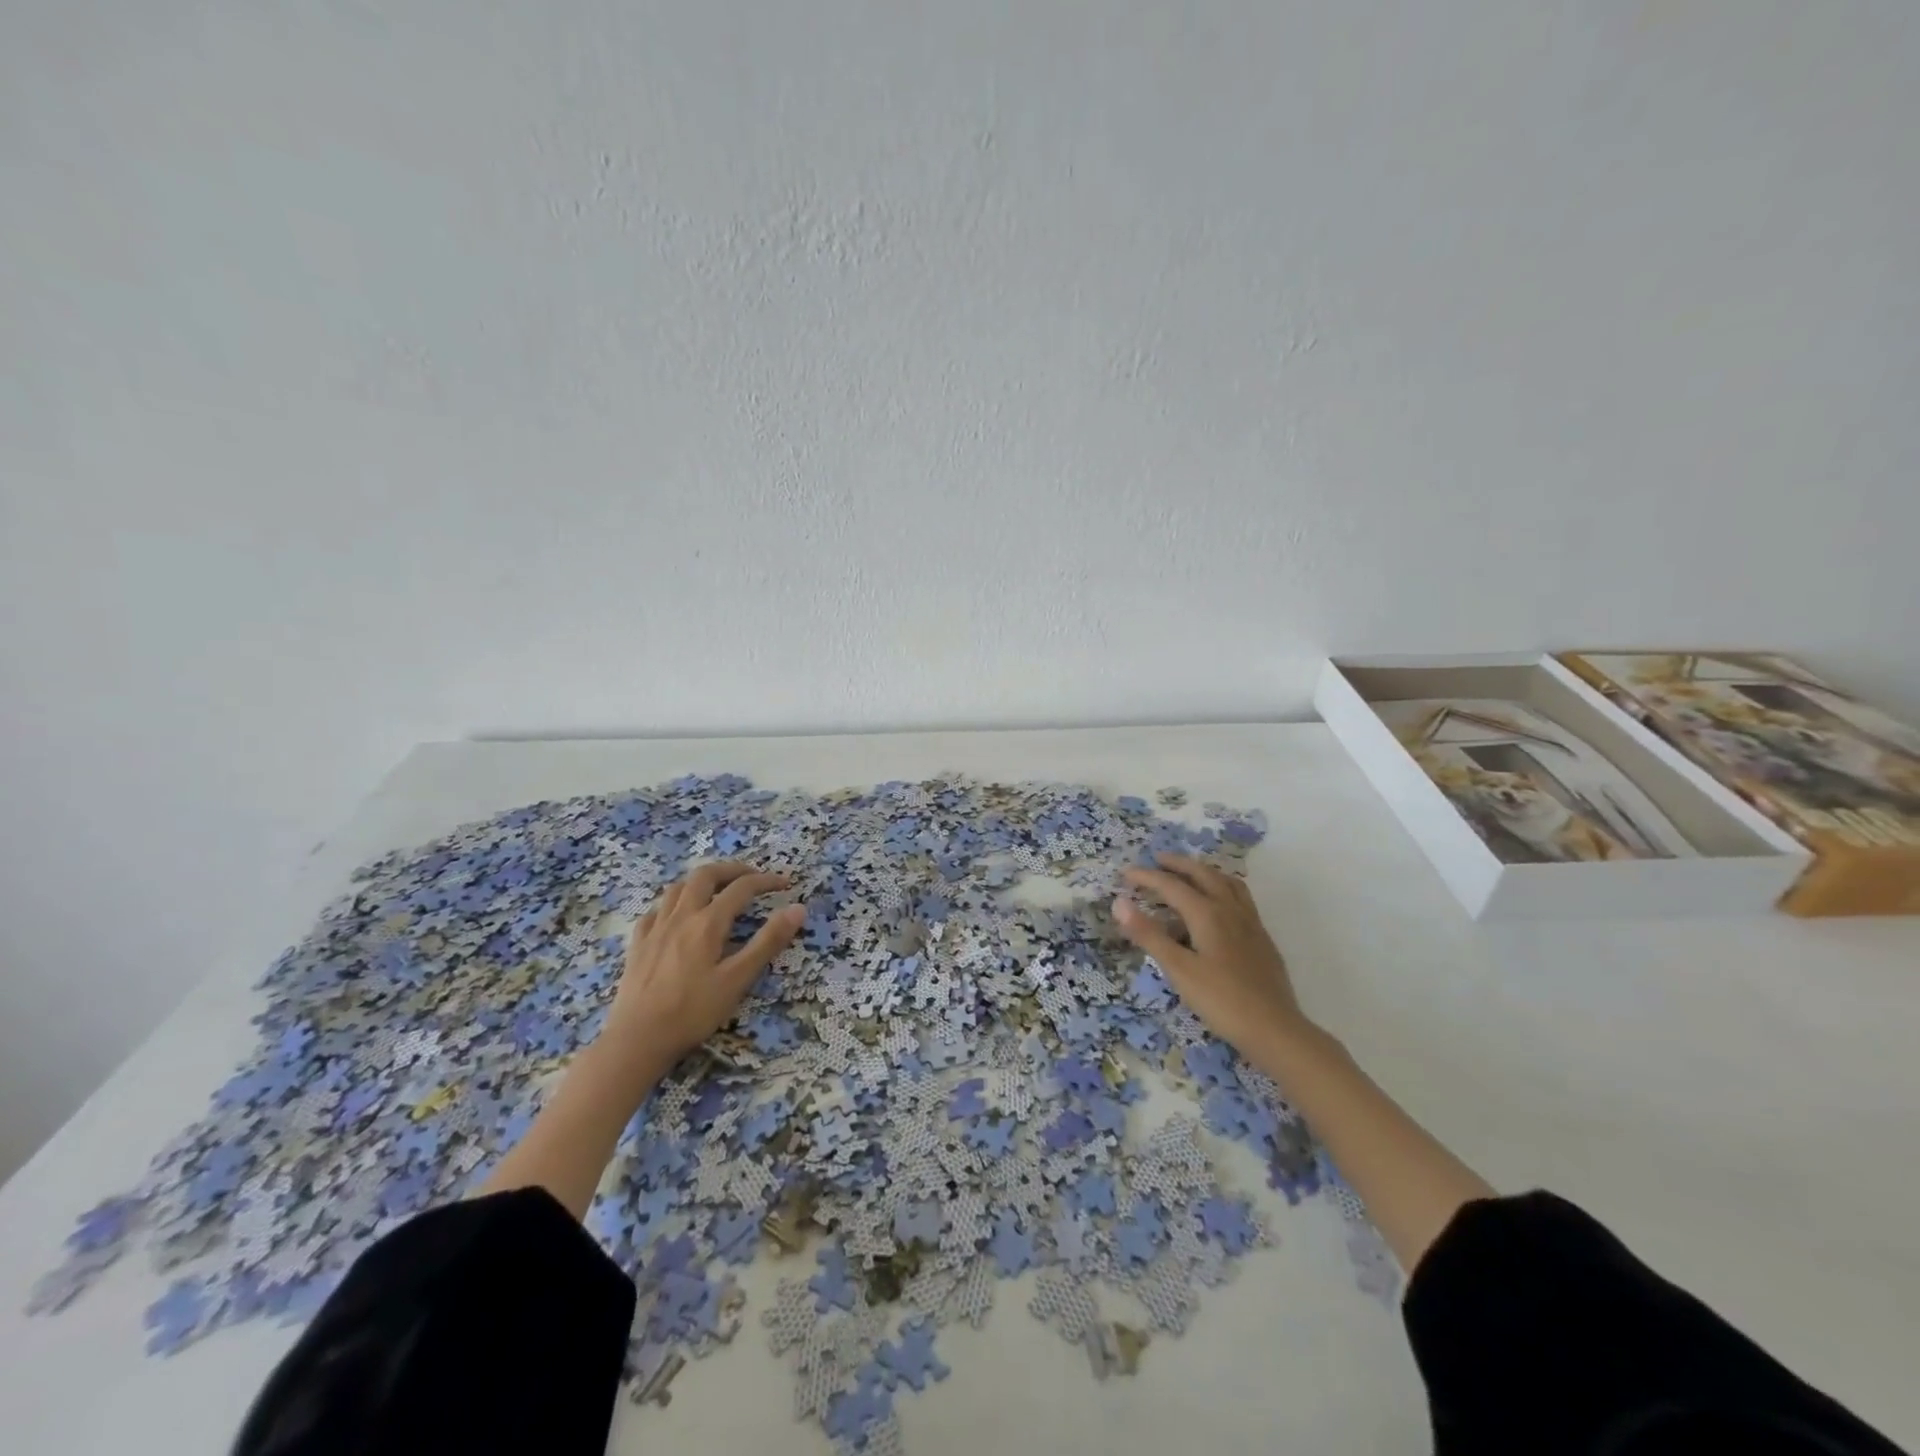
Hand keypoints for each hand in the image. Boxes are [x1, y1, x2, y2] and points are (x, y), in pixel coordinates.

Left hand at [600, 861, 805, 1067]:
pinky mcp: (638, 944)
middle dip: (732, 870)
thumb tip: (797, 908)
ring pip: (678, 887)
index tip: (786, 883)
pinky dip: (673, 904)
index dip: (766, 881)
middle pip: (706, 875)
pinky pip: (656, 910)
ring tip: (717, 891)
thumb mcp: (738, 979)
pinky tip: (677, 917)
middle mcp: (681, 916)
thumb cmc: (692, 1012)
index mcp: (708, 922)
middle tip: (752, 877)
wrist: (636, 1040)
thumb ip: (768, 942)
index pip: (742, 888)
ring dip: (702, 881)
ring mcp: (655, 928)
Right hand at [1113, 854, 1312, 1061]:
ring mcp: (1250, 922)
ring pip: (1226, 882)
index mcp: (1207, 913)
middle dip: (1178, 864)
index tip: (1125, 873)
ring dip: (1204, 871)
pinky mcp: (1261, 937)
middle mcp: (1230, 909)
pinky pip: (1240, 897)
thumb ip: (1149, 935)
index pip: (1171, 886)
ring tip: (1190, 873)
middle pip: (1202, 874)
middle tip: (1157, 860)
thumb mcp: (1178, 969)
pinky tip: (1220, 905)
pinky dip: (1222, 887)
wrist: (1275, 1029)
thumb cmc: (1221, 1000)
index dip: (1147, 877)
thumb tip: (1119, 903)